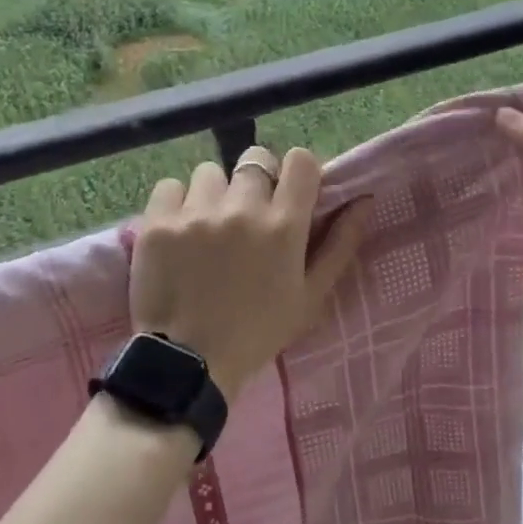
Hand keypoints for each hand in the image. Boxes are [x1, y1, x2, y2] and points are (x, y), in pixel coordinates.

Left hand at [129, 146, 372, 400]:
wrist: (188, 363)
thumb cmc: (258, 333)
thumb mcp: (311, 297)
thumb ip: (340, 244)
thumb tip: (363, 200)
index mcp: (284, 226)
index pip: (300, 160)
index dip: (297, 172)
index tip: (289, 193)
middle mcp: (242, 209)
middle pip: (254, 159)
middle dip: (255, 181)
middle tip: (246, 215)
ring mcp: (196, 213)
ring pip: (211, 172)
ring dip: (214, 193)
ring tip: (208, 226)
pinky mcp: (158, 222)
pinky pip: (171, 186)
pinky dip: (177, 203)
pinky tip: (179, 231)